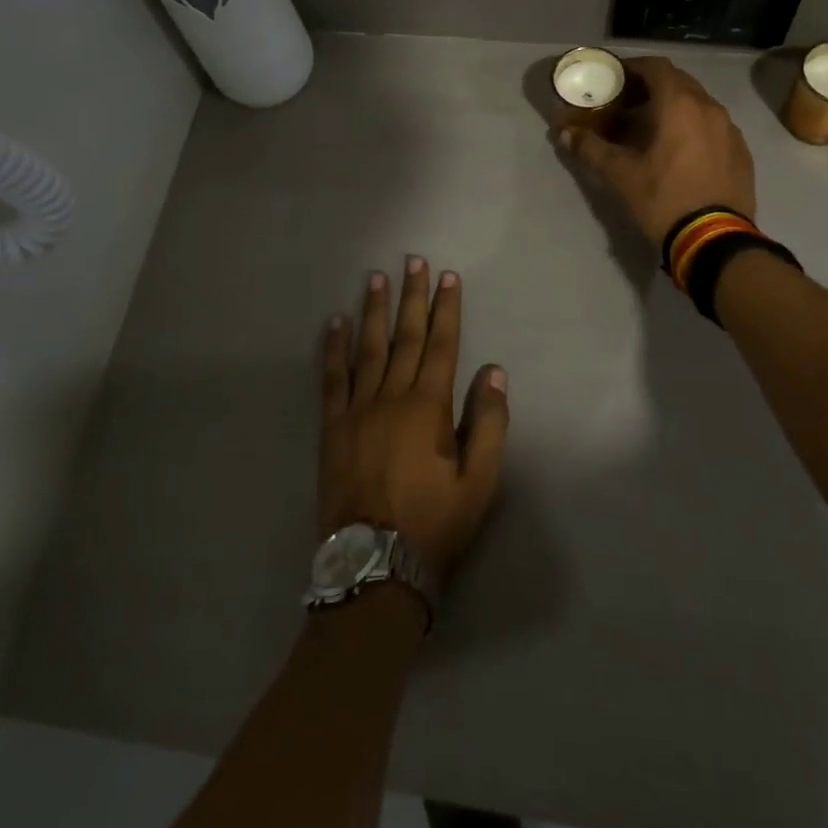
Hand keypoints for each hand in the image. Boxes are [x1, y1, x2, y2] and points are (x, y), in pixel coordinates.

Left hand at [320, 258, 509, 583]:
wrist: (374, 566)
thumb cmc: (434, 525)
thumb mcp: (480, 483)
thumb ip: (490, 425)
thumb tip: (495, 373)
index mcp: (428, 407)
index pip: (442, 345)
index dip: (446, 309)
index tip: (448, 277)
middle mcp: (391, 397)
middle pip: (405, 337)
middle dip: (411, 297)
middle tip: (413, 260)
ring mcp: (357, 410)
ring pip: (368, 349)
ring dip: (373, 310)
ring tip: (376, 277)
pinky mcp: (332, 428)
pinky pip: (332, 379)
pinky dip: (334, 349)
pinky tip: (335, 324)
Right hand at [556, 56, 756, 247]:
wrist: (714, 240)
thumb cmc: (663, 199)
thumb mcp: (620, 175)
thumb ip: (591, 149)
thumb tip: (563, 134)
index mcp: (680, 105)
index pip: (656, 67)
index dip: (634, 67)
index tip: (616, 78)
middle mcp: (710, 108)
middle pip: (679, 82)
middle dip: (652, 87)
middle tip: (629, 104)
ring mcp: (730, 130)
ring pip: (699, 105)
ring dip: (675, 108)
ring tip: (653, 129)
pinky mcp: (741, 152)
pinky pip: (714, 127)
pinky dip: (694, 128)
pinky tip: (680, 152)